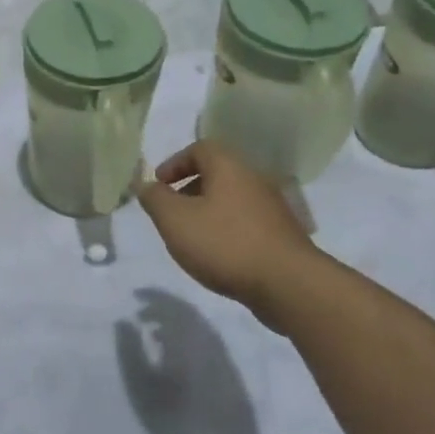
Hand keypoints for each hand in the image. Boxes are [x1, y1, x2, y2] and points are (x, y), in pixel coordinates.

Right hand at [137, 141, 319, 320]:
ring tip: (191, 238)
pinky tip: (217, 256)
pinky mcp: (281, 236)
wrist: (288, 285)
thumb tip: (145, 185)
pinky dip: (226, 230)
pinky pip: (246, 222)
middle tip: (171, 212)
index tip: (159, 184)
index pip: (200, 148)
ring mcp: (272, 209)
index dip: (175, 163)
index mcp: (230, 168)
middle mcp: (254, 180)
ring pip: (231, 200)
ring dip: (207, 212)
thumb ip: (154, 198)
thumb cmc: (224, 244)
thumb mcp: (175, 219)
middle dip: (189, 189)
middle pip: (217, 174)